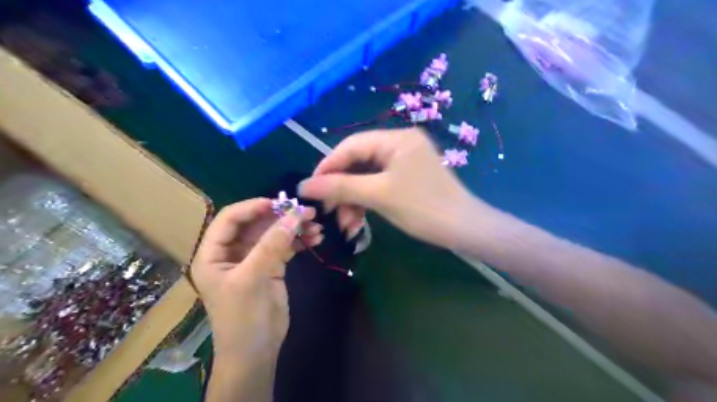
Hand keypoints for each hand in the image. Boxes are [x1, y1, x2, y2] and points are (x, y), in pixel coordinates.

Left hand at [192, 199, 320, 362]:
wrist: (256, 351)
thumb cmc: (243, 317)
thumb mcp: (253, 278)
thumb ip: (272, 244)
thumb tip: (294, 215)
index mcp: (214, 253)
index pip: (230, 219)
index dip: (253, 207)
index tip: (280, 203)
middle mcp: (232, 252)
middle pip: (256, 224)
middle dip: (281, 217)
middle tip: (307, 212)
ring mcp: (253, 259)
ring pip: (273, 234)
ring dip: (294, 228)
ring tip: (316, 225)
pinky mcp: (271, 267)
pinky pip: (285, 247)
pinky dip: (299, 241)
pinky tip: (315, 237)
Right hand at [297, 129, 474, 247]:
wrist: (464, 229)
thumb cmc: (423, 208)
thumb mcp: (379, 195)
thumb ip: (340, 187)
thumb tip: (304, 185)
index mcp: (396, 139)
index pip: (351, 145)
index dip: (328, 166)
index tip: (310, 188)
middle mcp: (399, 144)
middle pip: (358, 162)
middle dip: (341, 189)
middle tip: (328, 210)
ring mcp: (404, 161)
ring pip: (366, 177)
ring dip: (353, 200)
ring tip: (346, 225)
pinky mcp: (406, 177)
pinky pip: (378, 185)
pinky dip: (366, 202)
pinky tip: (357, 221)